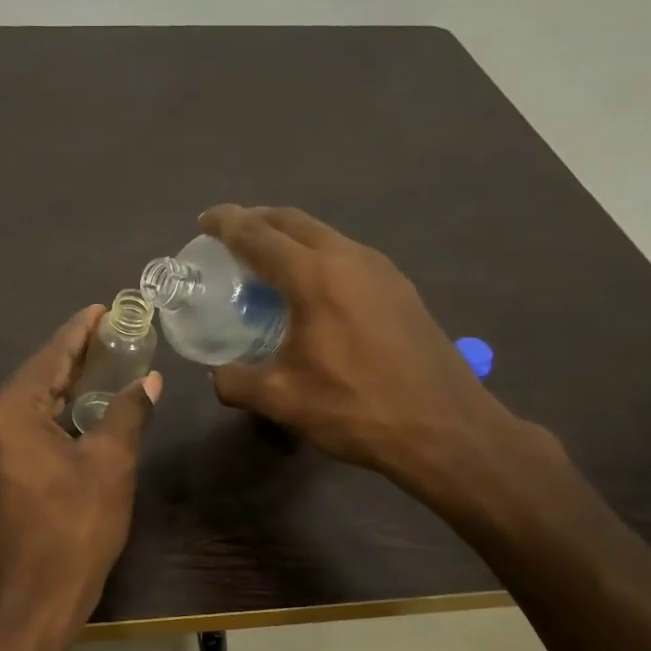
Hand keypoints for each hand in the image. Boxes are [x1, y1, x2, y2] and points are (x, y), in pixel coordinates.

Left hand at [0, 306, 161, 650]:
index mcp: (11, 416)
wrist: (37, 598)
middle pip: (35, 378)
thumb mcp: (111, 464)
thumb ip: (127, 412)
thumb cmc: (77, 528)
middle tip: (110, 333)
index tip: (103, 309)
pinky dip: (52, 412)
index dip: (79, 332)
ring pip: (28, 403)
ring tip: (101, 363)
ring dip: (63, 384)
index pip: (49, 359)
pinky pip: (23, 426)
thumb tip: (149, 380)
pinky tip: (79, 407)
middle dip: (72, 356)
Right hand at [201, 205, 528, 498]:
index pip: (258, 235)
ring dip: (290, 238)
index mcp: (315, 277)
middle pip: (293, 222)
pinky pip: (346, 256)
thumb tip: (219, 374)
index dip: (226, 224)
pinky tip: (311, 291)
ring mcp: (382, 271)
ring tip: (266, 261)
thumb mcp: (283, 400)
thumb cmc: (357, 409)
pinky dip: (317, 257)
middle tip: (230, 235)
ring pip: (325, 235)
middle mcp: (350, 259)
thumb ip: (237, 382)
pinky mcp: (401, 289)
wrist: (446, 429)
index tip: (204, 221)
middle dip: (257, 220)